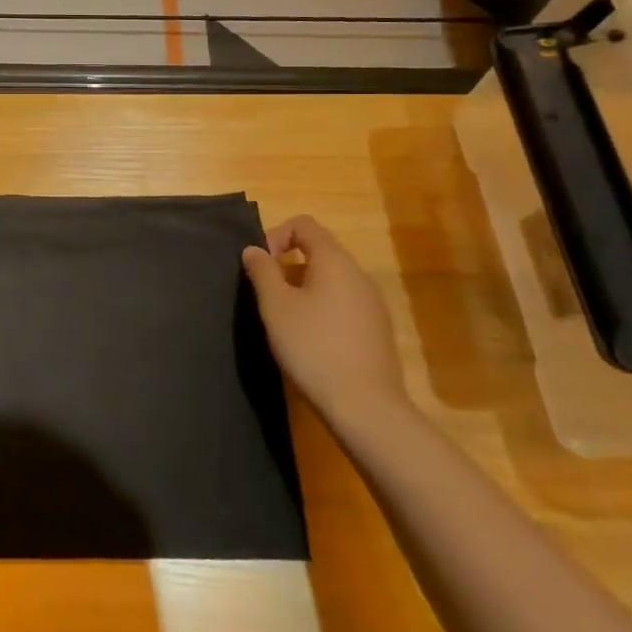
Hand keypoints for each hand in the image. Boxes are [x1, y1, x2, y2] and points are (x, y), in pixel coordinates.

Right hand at [242, 214, 405, 425]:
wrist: (365, 407)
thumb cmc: (313, 346)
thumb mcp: (275, 306)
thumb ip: (262, 271)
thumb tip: (253, 249)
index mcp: (334, 261)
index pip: (304, 224)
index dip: (275, 236)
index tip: (260, 267)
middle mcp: (358, 275)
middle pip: (318, 251)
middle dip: (287, 265)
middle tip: (267, 296)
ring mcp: (373, 303)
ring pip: (331, 280)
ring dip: (303, 289)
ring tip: (286, 321)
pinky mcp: (377, 330)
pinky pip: (344, 303)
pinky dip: (322, 309)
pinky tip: (311, 341)